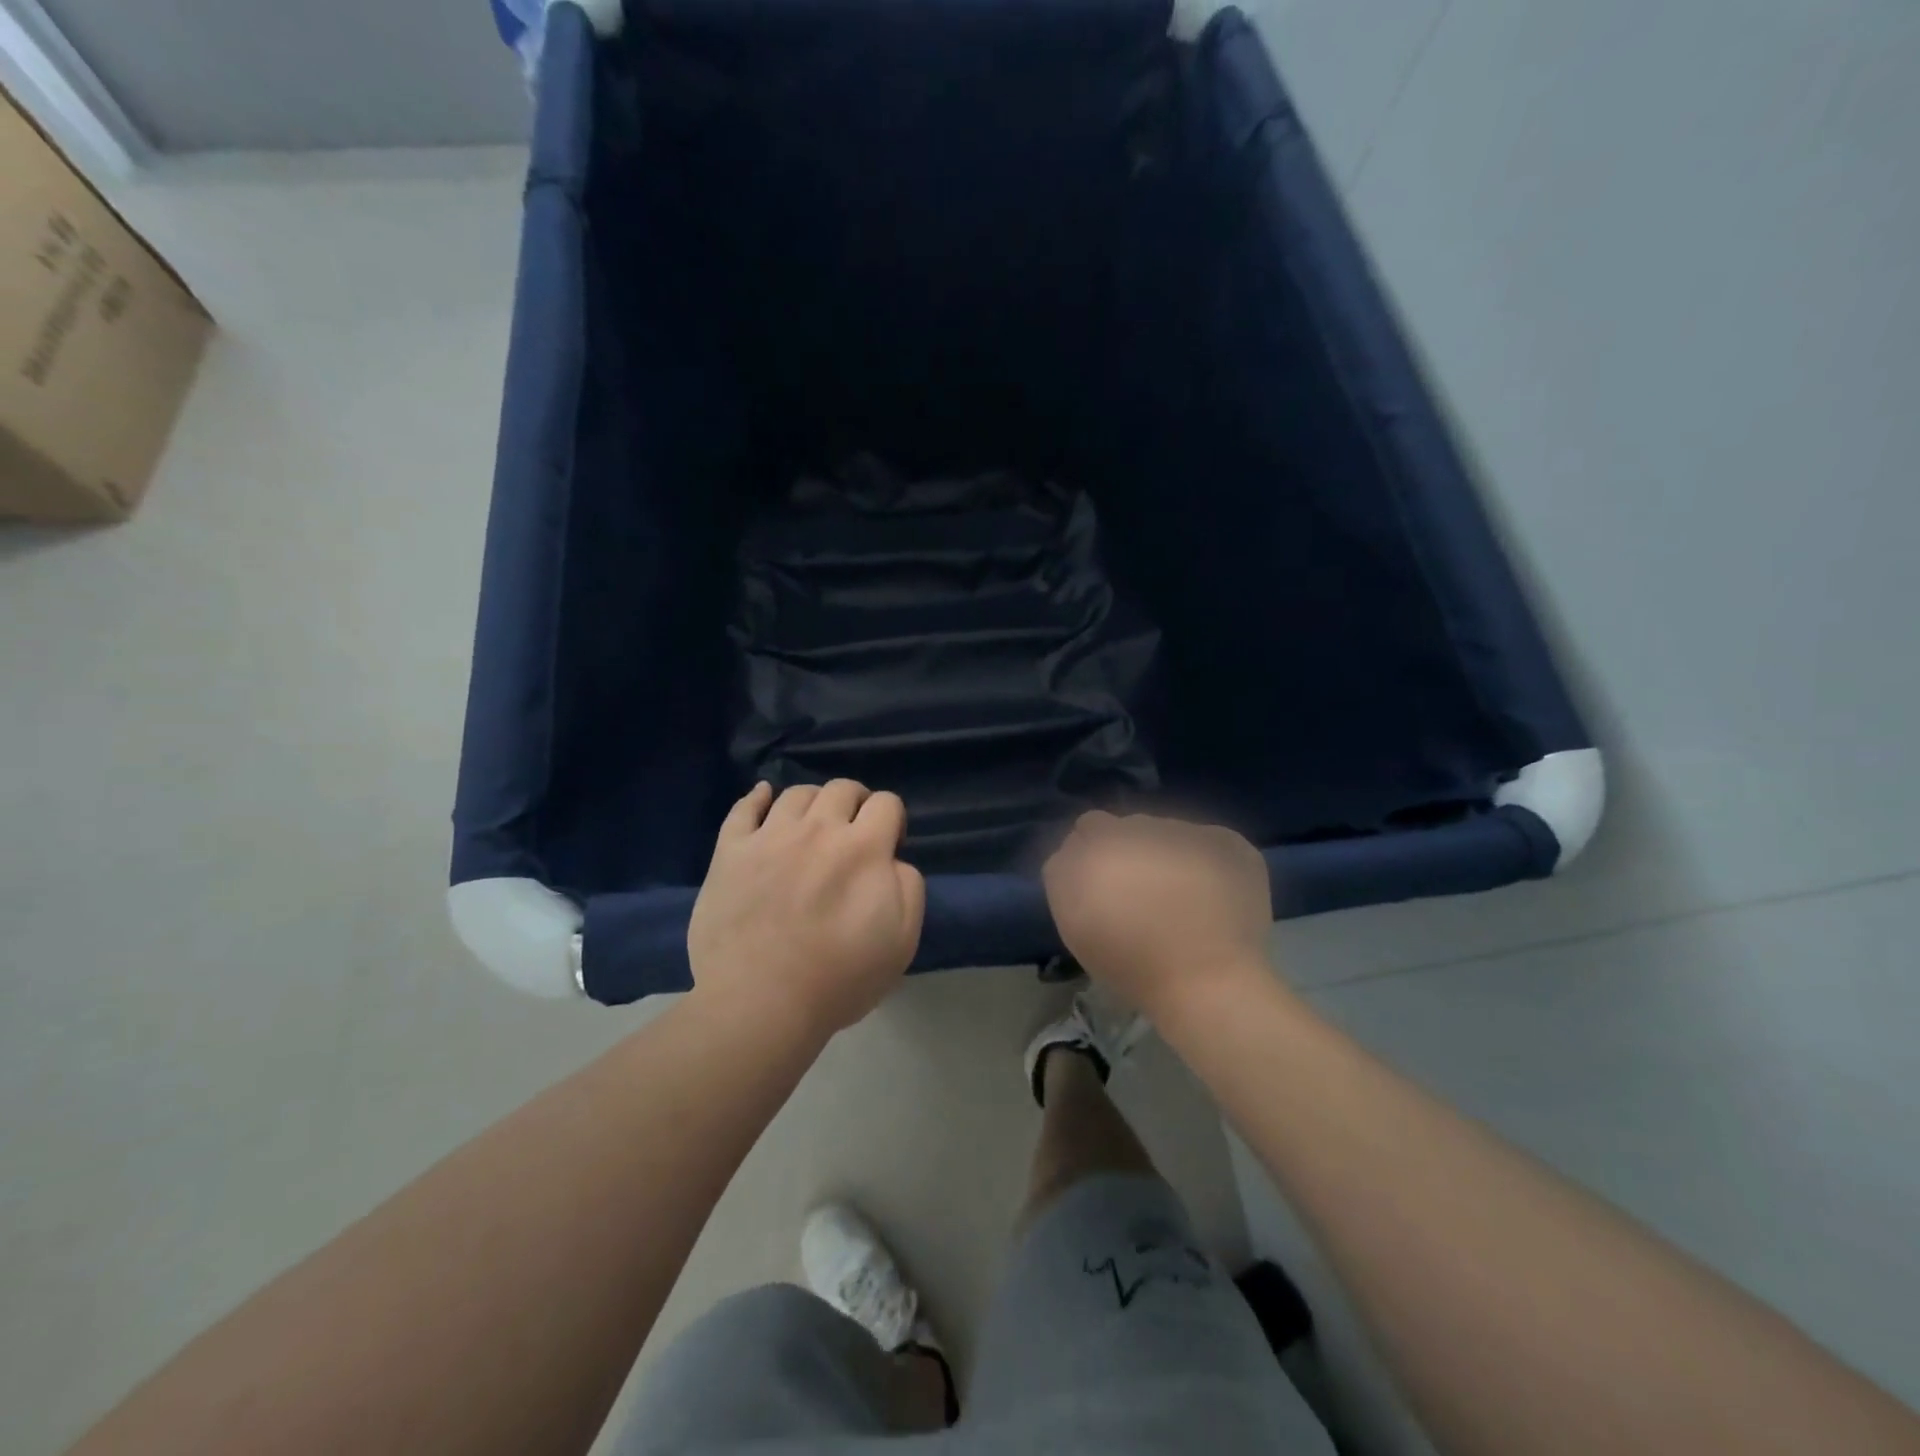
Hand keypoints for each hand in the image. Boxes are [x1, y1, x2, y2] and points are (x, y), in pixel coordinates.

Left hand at [688, 780, 925, 1040]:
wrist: (759, 1003)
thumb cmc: (838, 979)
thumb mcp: (902, 941)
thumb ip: (909, 887)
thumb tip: (893, 860)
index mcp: (863, 848)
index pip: (887, 803)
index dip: (892, 820)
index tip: (887, 847)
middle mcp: (817, 829)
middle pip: (842, 788)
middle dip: (856, 803)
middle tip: (852, 832)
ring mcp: (769, 837)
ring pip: (796, 793)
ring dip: (813, 802)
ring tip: (812, 826)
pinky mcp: (730, 851)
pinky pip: (743, 809)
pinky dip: (757, 797)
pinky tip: (764, 796)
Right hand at [1042, 811, 1272, 1017]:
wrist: (1208, 983)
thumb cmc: (1132, 964)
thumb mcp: (1074, 924)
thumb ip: (1067, 875)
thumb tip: (1079, 853)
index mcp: (1096, 842)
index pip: (1086, 828)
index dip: (1093, 854)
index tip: (1104, 886)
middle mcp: (1138, 826)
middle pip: (1128, 826)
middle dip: (1131, 851)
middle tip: (1141, 894)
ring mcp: (1188, 830)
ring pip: (1169, 832)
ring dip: (1168, 854)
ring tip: (1181, 897)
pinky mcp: (1227, 841)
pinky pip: (1209, 841)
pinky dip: (1207, 862)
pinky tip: (1212, 895)